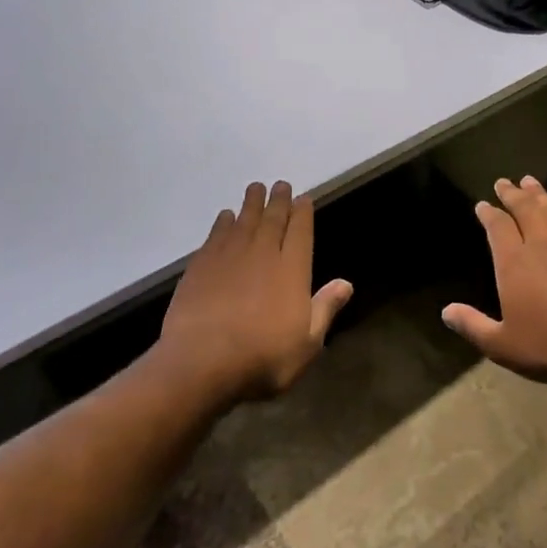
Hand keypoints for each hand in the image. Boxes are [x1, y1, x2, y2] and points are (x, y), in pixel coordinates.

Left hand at [156, 181, 353, 402]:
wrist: (201, 363)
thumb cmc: (263, 357)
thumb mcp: (307, 343)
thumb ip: (325, 308)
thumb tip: (346, 283)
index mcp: (292, 270)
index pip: (300, 232)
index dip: (303, 213)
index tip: (303, 198)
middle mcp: (262, 254)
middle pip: (272, 219)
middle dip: (278, 201)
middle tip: (280, 185)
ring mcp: (229, 257)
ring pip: (243, 221)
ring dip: (251, 203)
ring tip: (255, 188)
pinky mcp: (200, 266)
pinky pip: (216, 235)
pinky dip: (223, 223)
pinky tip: (225, 216)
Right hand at [443, 176, 546, 386]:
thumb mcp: (502, 345)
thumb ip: (473, 326)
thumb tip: (446, 311)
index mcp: (514, 263)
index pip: (497, 227)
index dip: (488, 214)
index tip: (482, 205)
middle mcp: (541, 244)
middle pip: (524, 210)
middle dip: (512, 194)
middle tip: (504, 182)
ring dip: (540, 195)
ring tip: (530, 181)